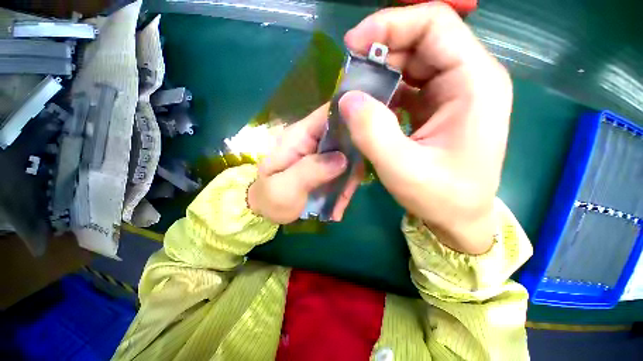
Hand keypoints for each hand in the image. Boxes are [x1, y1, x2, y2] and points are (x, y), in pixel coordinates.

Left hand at [247, 105, 359, 223]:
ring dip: (349, 180)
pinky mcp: (326, 167)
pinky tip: (337, 207)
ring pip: (348, 156)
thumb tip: (342, 159)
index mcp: (299, 136)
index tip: (371, 133)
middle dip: (354, 159)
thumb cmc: (270, 199)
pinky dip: (344, 187)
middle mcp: (312, 140)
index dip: (351, 115)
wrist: (266, 211)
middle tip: (352, 185)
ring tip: (340, 204)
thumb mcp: (284, 188)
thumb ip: (310, 170)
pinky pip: (344, 171)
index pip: (328, 113)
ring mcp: (321, 154)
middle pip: (344, 135)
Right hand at [340, 3, 512, 253]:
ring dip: (380, 73)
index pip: (434, 24)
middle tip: (348, 76)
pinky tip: (370, 107)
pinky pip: (409, 85)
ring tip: (355, 94)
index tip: (352, 46)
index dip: (389, 25)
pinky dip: (385, 91)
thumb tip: (348, 98)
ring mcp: (453, 92)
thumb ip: (374, 133)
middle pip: (421, 40)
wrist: (459, 216)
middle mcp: (469, 78)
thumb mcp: (403, 169)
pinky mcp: (439, 107)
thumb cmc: (441, 197)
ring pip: (412, 63)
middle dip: (380, 52)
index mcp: (474, 82)